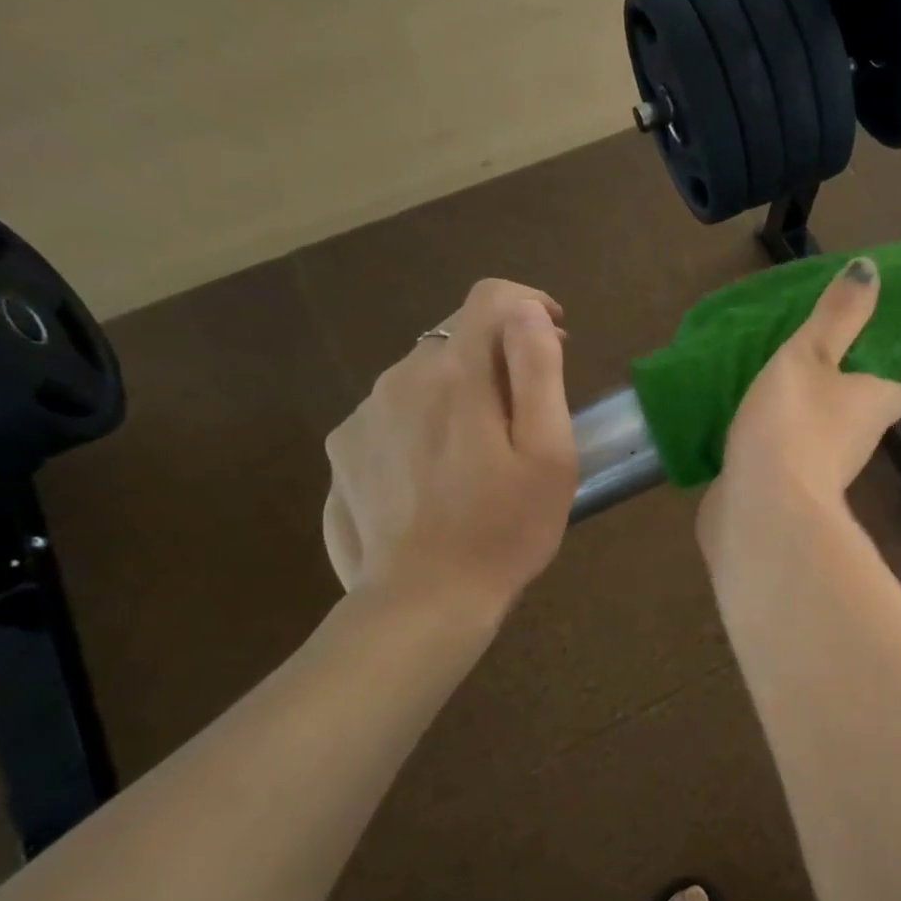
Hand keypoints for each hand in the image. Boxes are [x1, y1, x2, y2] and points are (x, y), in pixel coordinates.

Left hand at [323, 279, 575, 613]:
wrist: (424, 601)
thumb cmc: (506, 529)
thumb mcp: (548, 453)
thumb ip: (538, 371)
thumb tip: (527, 311)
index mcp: (458, 376)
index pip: (491, 299)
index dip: (530, 303)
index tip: (557, 333)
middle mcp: (401, 378)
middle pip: (457, 338)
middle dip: (500, 357)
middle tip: (529, 411)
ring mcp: (364, 414)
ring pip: (423, 375)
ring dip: (460, 390)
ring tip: (484, 450)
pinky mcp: (343, 448)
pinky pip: (393, 410)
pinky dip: (424, 420)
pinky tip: (439, 472)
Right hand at [700, 257, 900, 541]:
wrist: (763, 509)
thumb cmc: (794, 421)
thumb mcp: (811, 353)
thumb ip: (839, 315)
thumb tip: (872, 268)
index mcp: (876, 405)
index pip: (889, 387)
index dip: (872, 370)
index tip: (843, 351)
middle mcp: (859, 444)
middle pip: (851, 411)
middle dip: (828, 393)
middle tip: (791, 362)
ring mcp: (821, 474)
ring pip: (813, 436)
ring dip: (794, 419)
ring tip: (758, 387)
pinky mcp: (786, 495)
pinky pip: (780, 460)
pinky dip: (767, 446)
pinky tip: (737, 429)